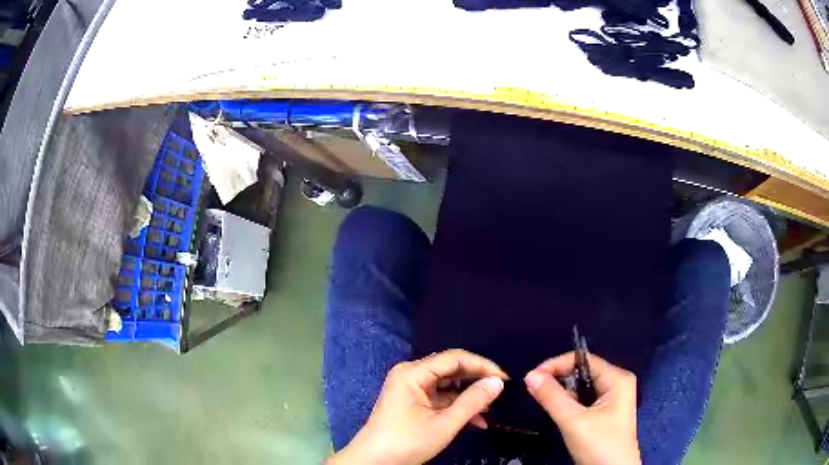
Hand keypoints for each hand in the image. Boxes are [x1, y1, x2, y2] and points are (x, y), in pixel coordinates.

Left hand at [329, 349, 507, 464]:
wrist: (374, 462)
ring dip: (468, 398)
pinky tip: (476, 420)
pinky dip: (456, 407)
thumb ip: (473, 401)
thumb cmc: (407, 442)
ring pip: (447, 385)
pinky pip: (440, 398)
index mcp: (413, 373)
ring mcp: (410, 388)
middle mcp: (410, 374)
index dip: (482, 366)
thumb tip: (497, 382)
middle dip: (476, 382)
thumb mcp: (444, 424)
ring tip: (490, 411)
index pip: (455, 358)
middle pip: (451, 369)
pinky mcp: (412, 402)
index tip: (505, 379)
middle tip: (500, 394)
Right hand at [524, 352, 640, 464]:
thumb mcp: (574, 422)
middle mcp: (617, 383)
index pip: (583, 359)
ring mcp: (613, 398)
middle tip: (535, 390)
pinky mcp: (606, 411)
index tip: (531, 377)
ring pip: (582, 386)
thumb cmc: (600, 446)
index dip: (556, 365)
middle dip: (559, 379)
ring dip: (563, 392)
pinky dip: (570, 402)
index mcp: (617, 378)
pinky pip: (584, 399)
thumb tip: (530, 375)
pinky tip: (560, 411)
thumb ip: (552, 398)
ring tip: (545, 401)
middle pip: (582, 371)